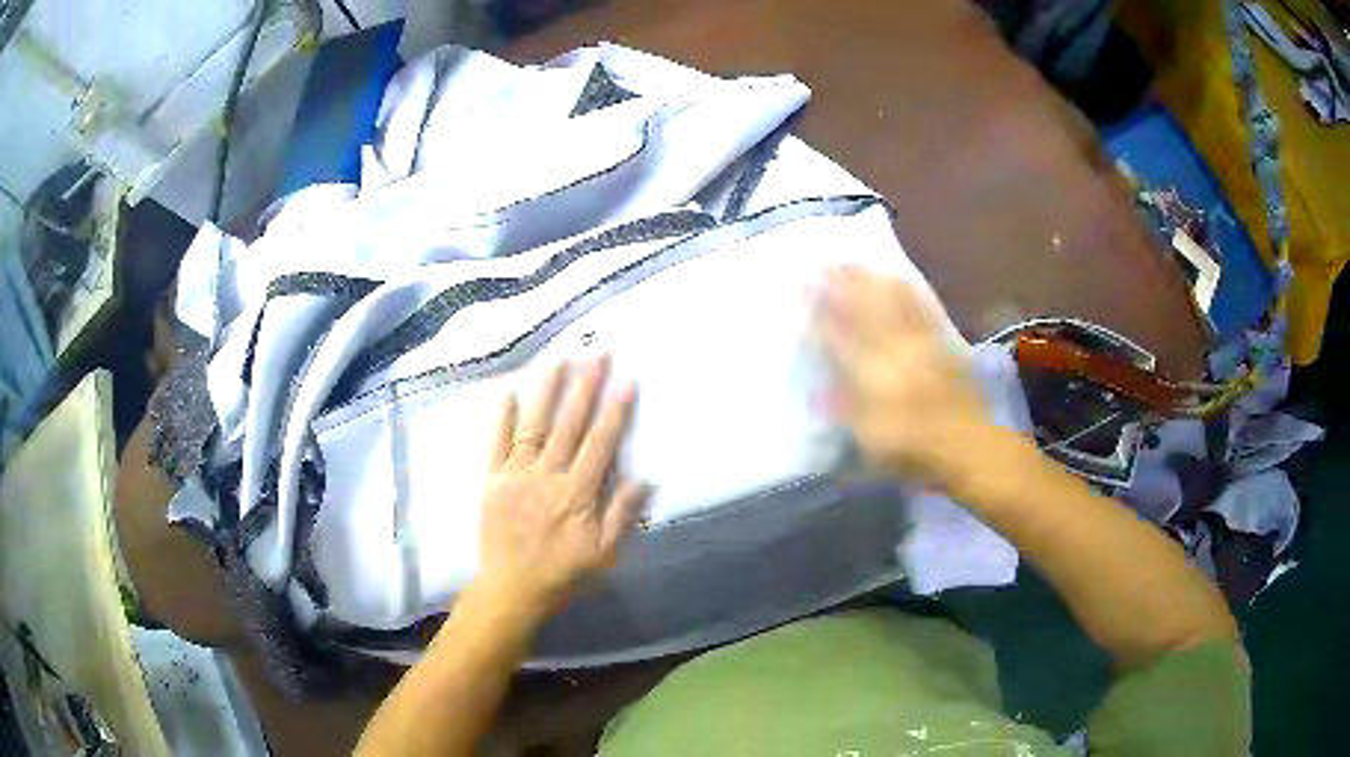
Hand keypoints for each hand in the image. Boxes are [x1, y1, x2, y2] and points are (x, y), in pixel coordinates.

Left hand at [475, 357, 646, 618]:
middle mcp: (547, 476)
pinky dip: (502, 419)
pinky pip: (496, 444)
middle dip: (585, 386)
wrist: (511, 589)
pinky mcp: (492, 480)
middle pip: (569, 424)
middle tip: (597, 353)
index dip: (615, 411)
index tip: (626, 381)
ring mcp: (516, 475)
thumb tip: (642, 478)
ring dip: (547, 391)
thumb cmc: (563, 574)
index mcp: (577, 493)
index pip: (600, 443)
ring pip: (534, 425)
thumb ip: (622, 516)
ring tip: (559, 360)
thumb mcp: (604, 555)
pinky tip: (509, 393)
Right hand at [818, 267, 993, 487]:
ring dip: (873, 281)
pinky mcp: (943, 343)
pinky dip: (910, 291)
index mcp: (873, 377)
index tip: (805, 288)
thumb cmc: (914, 451)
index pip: (840, 337)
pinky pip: (925, 310)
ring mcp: (922, 344)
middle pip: (867, 310)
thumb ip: (845, 411)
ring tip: (857, 264)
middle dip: (845, 286)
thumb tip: (816, 393)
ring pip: (894, 304)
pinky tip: (901, 278)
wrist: (967, 446)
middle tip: (827, 263)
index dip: (821, 312)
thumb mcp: (870, 442)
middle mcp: (896, 352)